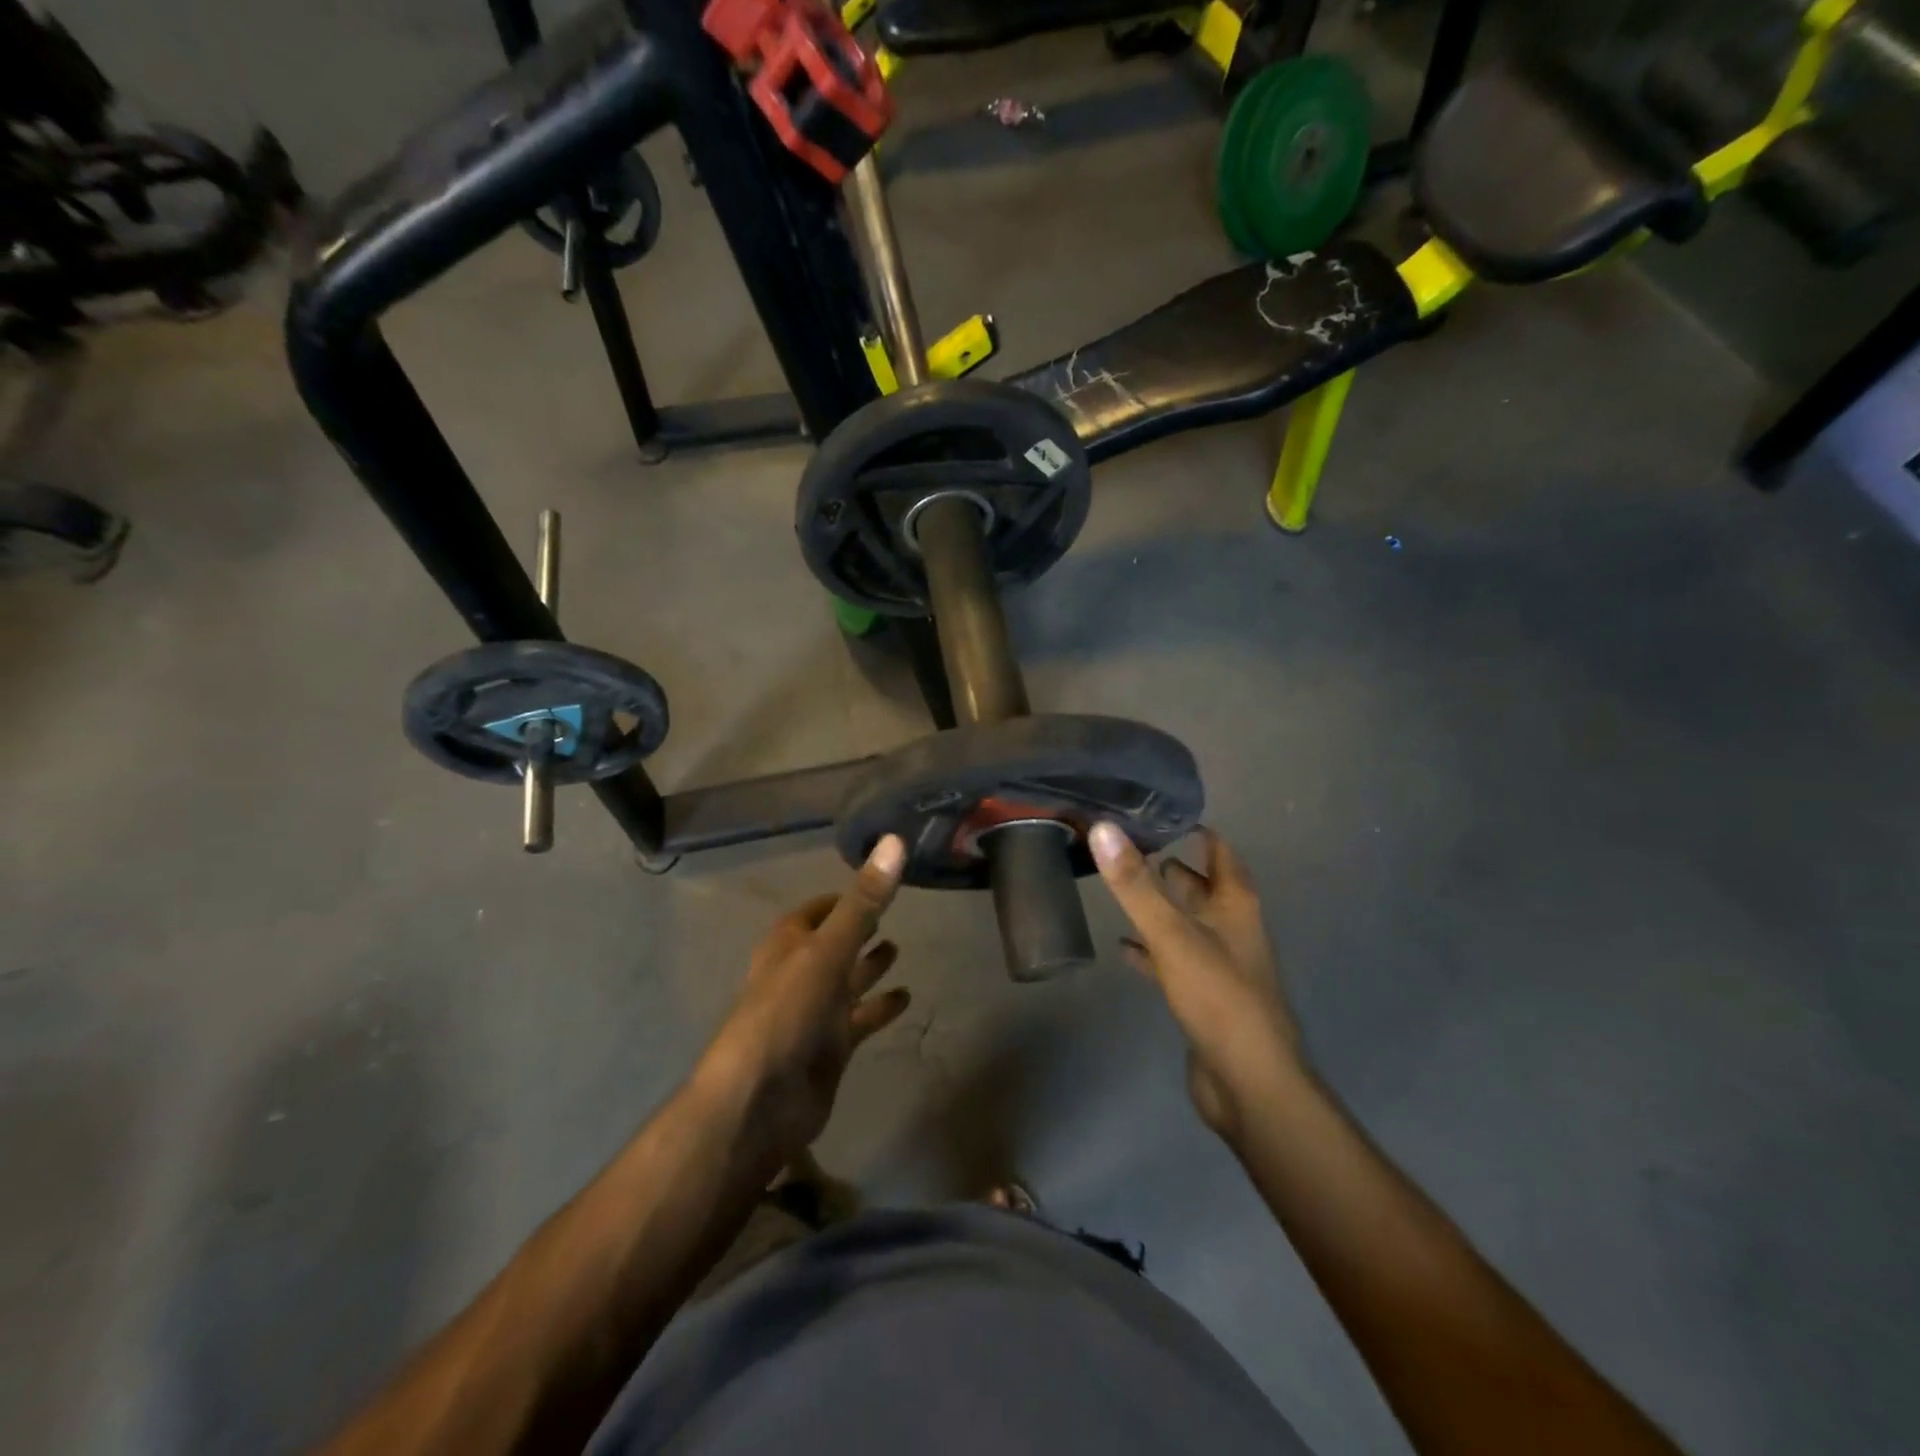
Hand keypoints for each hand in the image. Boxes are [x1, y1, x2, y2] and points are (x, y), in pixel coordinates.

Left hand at [697, 835, 911, 1164]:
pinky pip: (860, 1019)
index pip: (814, 911)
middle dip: (857, 930)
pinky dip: (879, 1008)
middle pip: (833, 944)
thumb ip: (863, 902)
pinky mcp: (830, 1047)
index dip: (840, 898)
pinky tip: (906, 998)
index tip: (871, 884)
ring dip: (869, 967)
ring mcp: (815, 1012)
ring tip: (900, 949)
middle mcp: (800, 973)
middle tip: (893, 914)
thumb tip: (894, 840)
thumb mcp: (827, 950)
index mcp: (788, 945)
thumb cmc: (786, 1012)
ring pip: (847, 981)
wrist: (760, 1102)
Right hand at [1089, 823, 1301, 1144]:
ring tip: (1120, 887)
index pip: (1219, 850)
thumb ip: (1136, 885)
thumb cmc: (1219, 997)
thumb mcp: (1172, 935)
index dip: (1193, 829)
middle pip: (1201, 885)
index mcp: (1235, 904)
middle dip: (1169, 867)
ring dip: (1159, 907)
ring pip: (1186, 922)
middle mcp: (1231, 927)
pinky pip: (1172, 960)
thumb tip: (1102, 827)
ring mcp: (1218, 962)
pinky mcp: (1202, 995)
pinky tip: (1123, 946)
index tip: (1154, 811)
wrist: (1249, 1084)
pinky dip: (1150, 949)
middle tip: (1126, 846)